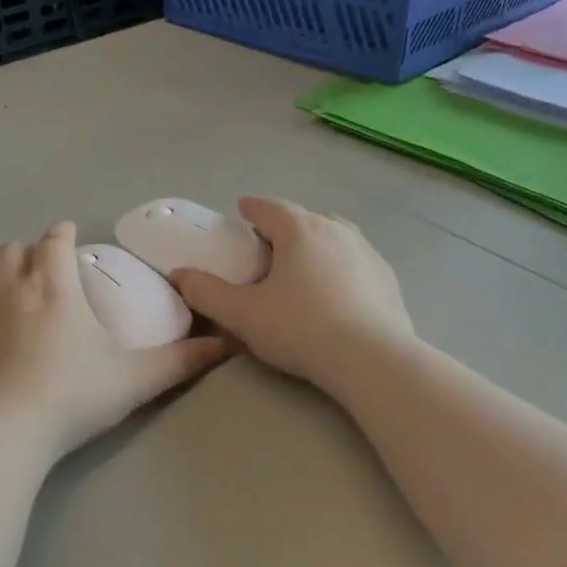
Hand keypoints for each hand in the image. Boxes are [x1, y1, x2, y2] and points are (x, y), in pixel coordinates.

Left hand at [0, 222, 227, 458]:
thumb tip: (225, 344)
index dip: (62, 233)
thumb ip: (180, 361)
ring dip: (6, 278)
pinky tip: (0, 343)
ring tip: (24, 301)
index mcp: (52, 288)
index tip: (70, 234)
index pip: (53, 241)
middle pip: (12, 251)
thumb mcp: (135, 380)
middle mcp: (9, 291)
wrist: (0, 435)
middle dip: (30, 251)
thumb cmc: (72, 396)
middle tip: (48, 269)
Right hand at [171, 199, 412, 389]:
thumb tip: (179, 275)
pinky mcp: (387, 278)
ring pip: (335, 237)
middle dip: (285, 228)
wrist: (371, 359)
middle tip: (268, 249)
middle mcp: (336, 230)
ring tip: (303, 268)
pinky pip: (356, 262)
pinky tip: (337, 293)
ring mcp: (368, 252)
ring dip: (316, 245)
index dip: (251, 209)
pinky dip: (341, 267)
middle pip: (304, 219)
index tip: (241, 213)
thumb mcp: (243, 315)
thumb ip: (207, 293)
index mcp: (299, 230)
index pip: (269, 208)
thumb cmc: (301, 329)